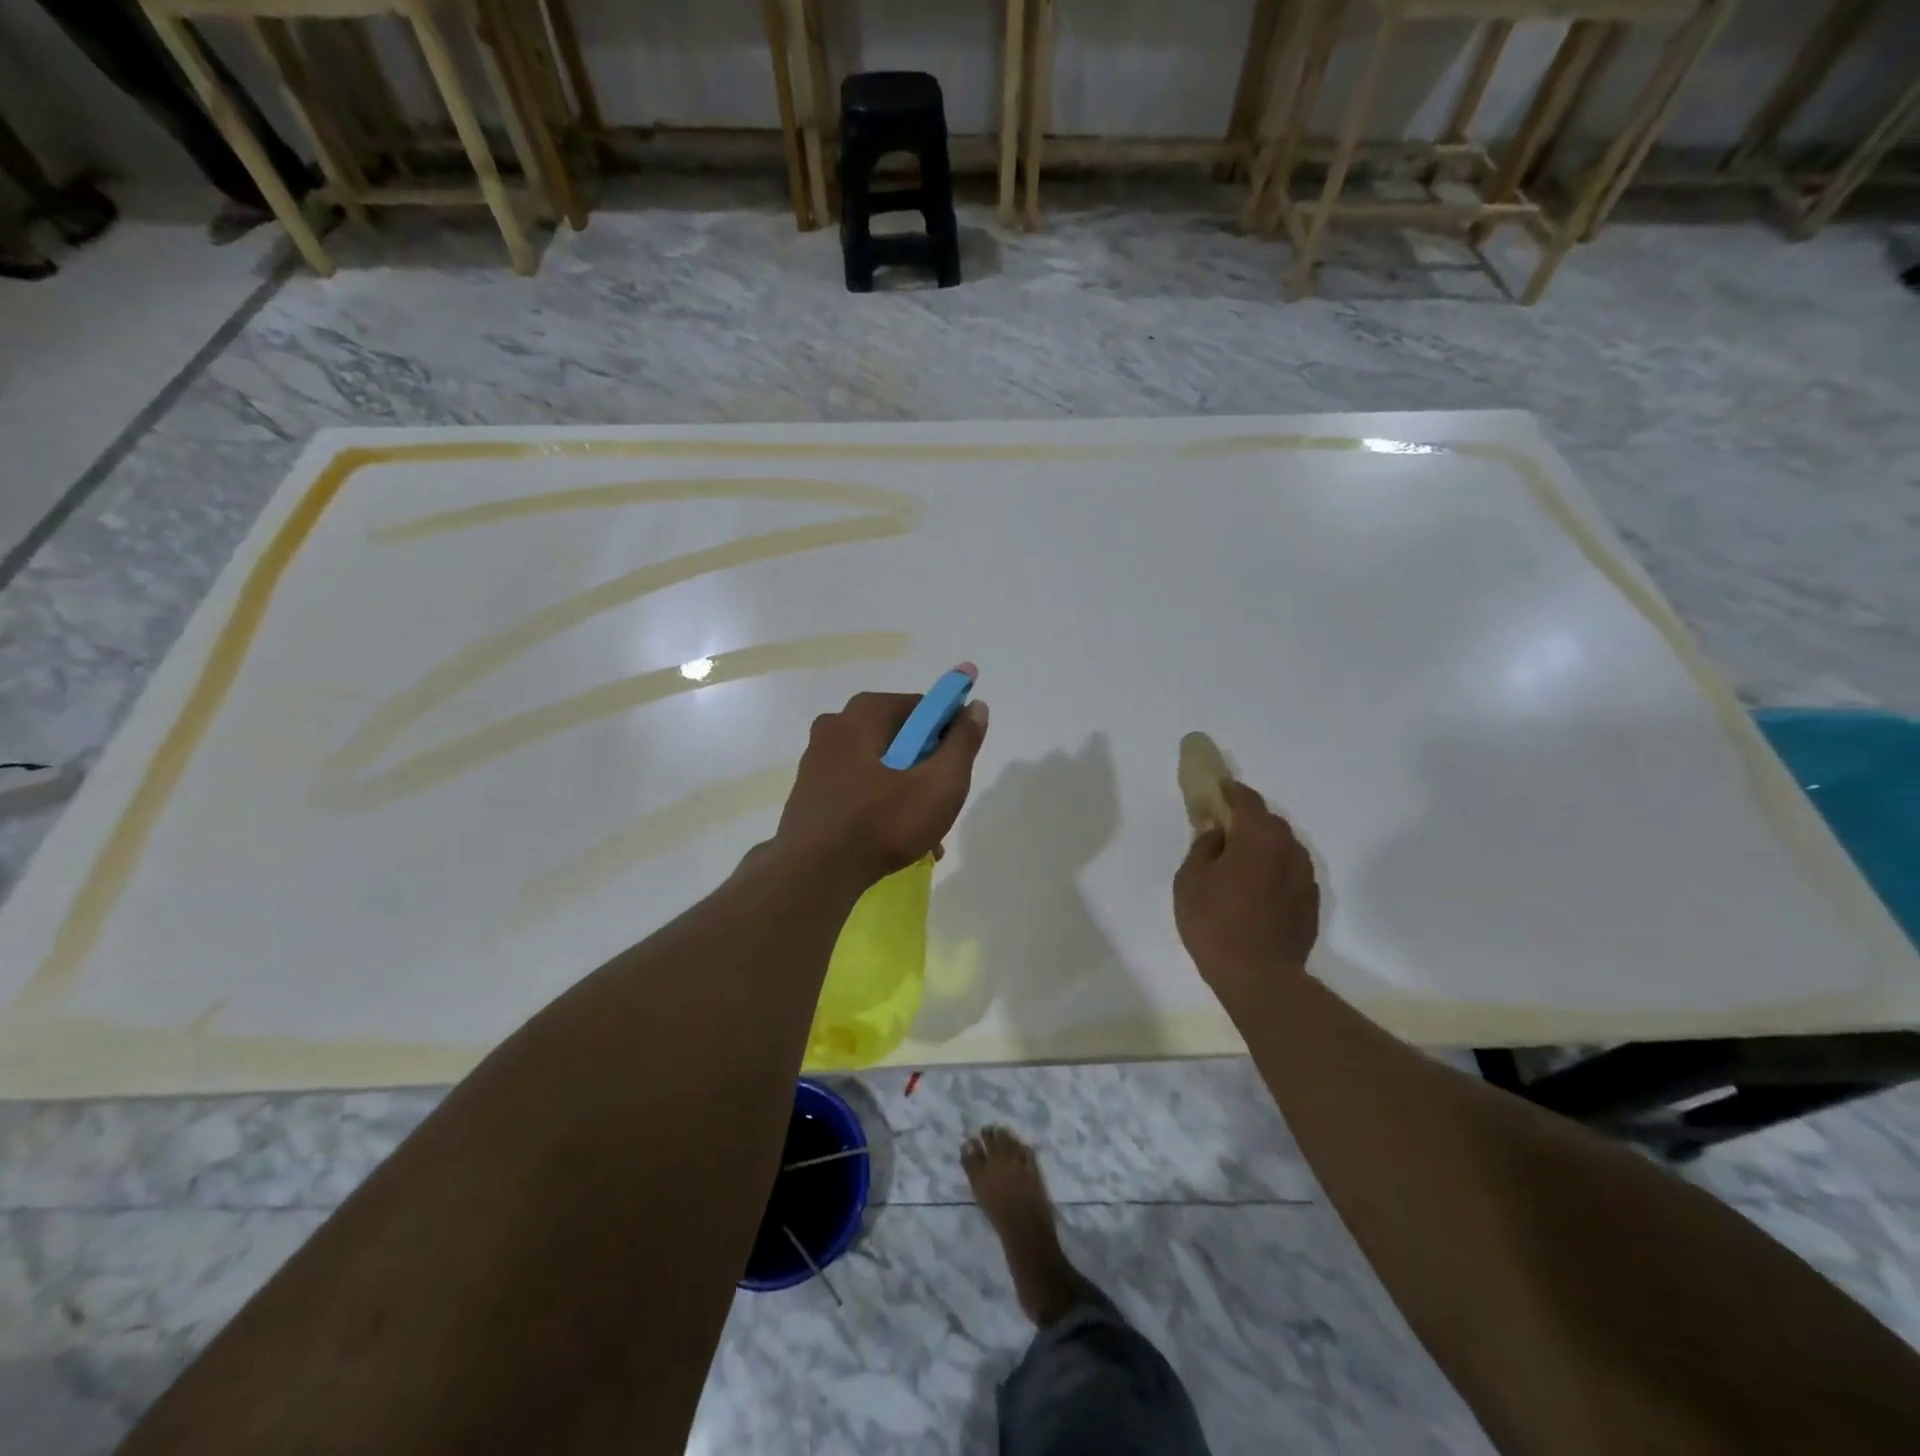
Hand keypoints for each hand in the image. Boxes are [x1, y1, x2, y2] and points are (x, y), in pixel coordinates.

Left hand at [772, 685, 989, 884]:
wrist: (814, 875)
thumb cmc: (883, 823)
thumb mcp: (940, 783)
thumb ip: (963, 742)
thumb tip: (976, 706)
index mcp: (864, 713)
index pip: (922, 708)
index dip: (948, 734)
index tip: (956, 768)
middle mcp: (835, 726)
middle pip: (900, 739)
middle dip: (926, 769)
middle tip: (941, 804)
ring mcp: (817, 760)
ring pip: (879, 767)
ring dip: (906, 793)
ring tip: (925, 835)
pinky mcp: (809, 792)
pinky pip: (857, 788)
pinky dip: (880, 805)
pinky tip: (895, 839)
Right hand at [1173, 781, 1320, 1009]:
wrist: (1259, 977)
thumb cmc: (1215, 922)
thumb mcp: (1190, 879)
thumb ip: (1203, 846)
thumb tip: (1215, 830)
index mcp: (1257, 836)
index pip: (1246, 799)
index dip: (1229, 791)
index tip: (1215, 790)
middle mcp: (1288, 848)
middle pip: (1268, 821)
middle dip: (1246, 820)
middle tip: (1222, 831)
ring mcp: (1305, 876)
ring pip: (1282, 847)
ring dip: (1262, 846)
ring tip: (1239, 863)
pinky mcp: (1311, 901)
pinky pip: (1290, 872)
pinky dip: (1273, 870)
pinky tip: (1256, 890)